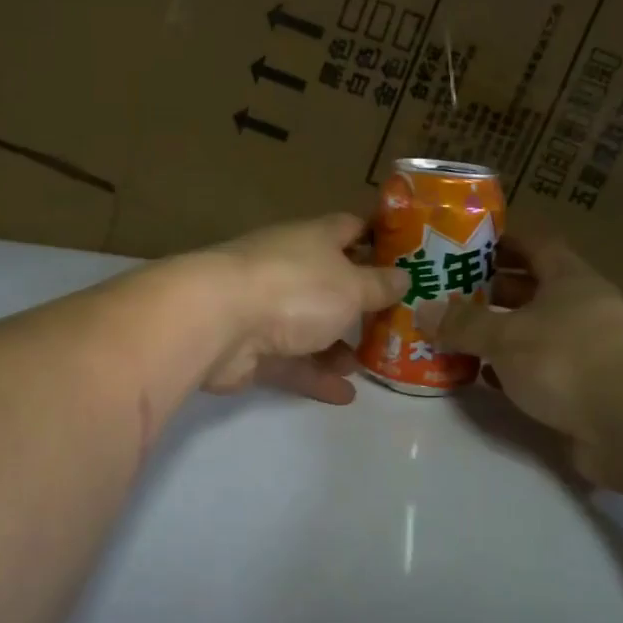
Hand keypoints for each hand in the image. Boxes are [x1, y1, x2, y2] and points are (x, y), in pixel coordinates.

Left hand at [190, 214, 408, 404]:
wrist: (217, 321)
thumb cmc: (295, 289)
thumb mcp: (352, 286)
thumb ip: (379, 285)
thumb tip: (403, 275)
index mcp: (313, 239)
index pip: (349, 228)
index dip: (377, 238)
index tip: (405, 256)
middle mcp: (288, 267)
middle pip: (329, 281)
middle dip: (359, 302)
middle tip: (393, 324)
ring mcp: (265, 307)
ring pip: (309, 325)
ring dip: (337, 345)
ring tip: (368, 365)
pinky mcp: (250, 347)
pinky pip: (291, 361)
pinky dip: (315, 376)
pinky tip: (345, 395)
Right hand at [436, 233, 622, 486]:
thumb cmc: (568, 360)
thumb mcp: (505, 336)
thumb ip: (463, 324)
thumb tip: (423, 309)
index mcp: (570, 280)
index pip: (536, 244)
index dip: (504, 239)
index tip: (468, 241)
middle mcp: (584, 309)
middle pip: (534, 289)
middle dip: (493, 289)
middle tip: (449, 291)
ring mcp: (590, 351)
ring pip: (537, 332)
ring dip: (501, 333)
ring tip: (456, 334)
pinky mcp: (589, 390)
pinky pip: (542, 370)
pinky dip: (514, 371)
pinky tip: (485, 377)